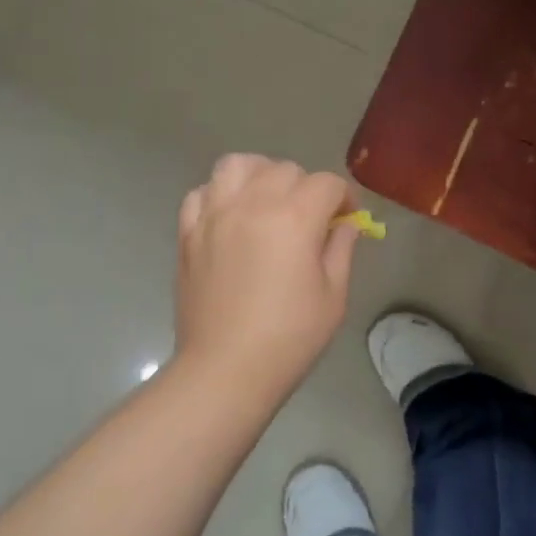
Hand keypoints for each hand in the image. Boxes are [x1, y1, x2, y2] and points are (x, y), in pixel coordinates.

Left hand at [174, 154, 361, 394]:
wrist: (226, 369)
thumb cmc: (289, 338)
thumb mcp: (333, 296)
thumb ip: (340, 250)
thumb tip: (344, 226)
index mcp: (294, 218)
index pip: (326, 183)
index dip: (344, 198)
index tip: (346, 220)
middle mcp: (251, 204)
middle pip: (284, 169)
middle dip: (306, 187)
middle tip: (310, 220)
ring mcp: (214, 215)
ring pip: (237, 165)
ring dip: (259, 175)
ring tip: (267, 202)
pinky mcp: (188, 233)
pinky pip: (202, 192)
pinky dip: (220, 194)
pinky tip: (231, 218)